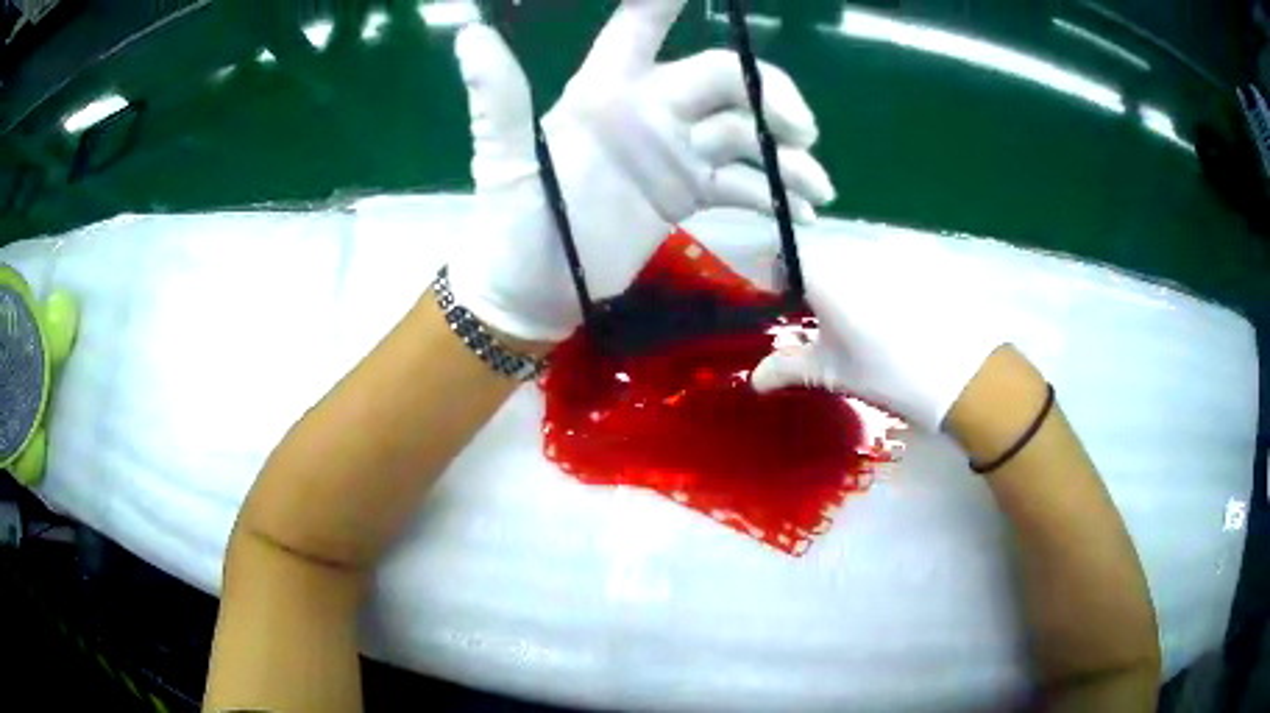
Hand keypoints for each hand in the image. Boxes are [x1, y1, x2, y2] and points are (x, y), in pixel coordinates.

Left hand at [449, 0, 835, 341]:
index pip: (641, 27)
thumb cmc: (512, 226)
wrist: (532, 293)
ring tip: (818, 188)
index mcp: (604, 92)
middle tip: (800, 130)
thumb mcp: (504, 163)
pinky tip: (802, 212)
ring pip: (745, 134)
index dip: (668, 0)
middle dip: (769, 95)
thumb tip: (469, 34)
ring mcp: (673, 153)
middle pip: (725, 80)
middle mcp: (647, 111)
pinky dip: (774, 194)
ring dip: (786, 155)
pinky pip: (742, 183)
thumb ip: (499, 100)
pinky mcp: (687, 193)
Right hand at [750, 236, 1006, 431]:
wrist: (966, 374)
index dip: (780, 282)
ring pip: (857, 256)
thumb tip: (754, 378)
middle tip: (838, 326)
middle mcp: (854, 247)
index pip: (783, 258)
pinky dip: (887, 278)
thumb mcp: (835, 373)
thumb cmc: (891, 375)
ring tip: (878, 321)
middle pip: (822, 256)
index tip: (792, 311)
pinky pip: (890, 258)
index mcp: (825, 273)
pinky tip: (907, 311)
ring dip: (855, 280)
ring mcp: (892, 246)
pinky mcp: (923, 252)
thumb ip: (788, 367)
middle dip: (821, 285)